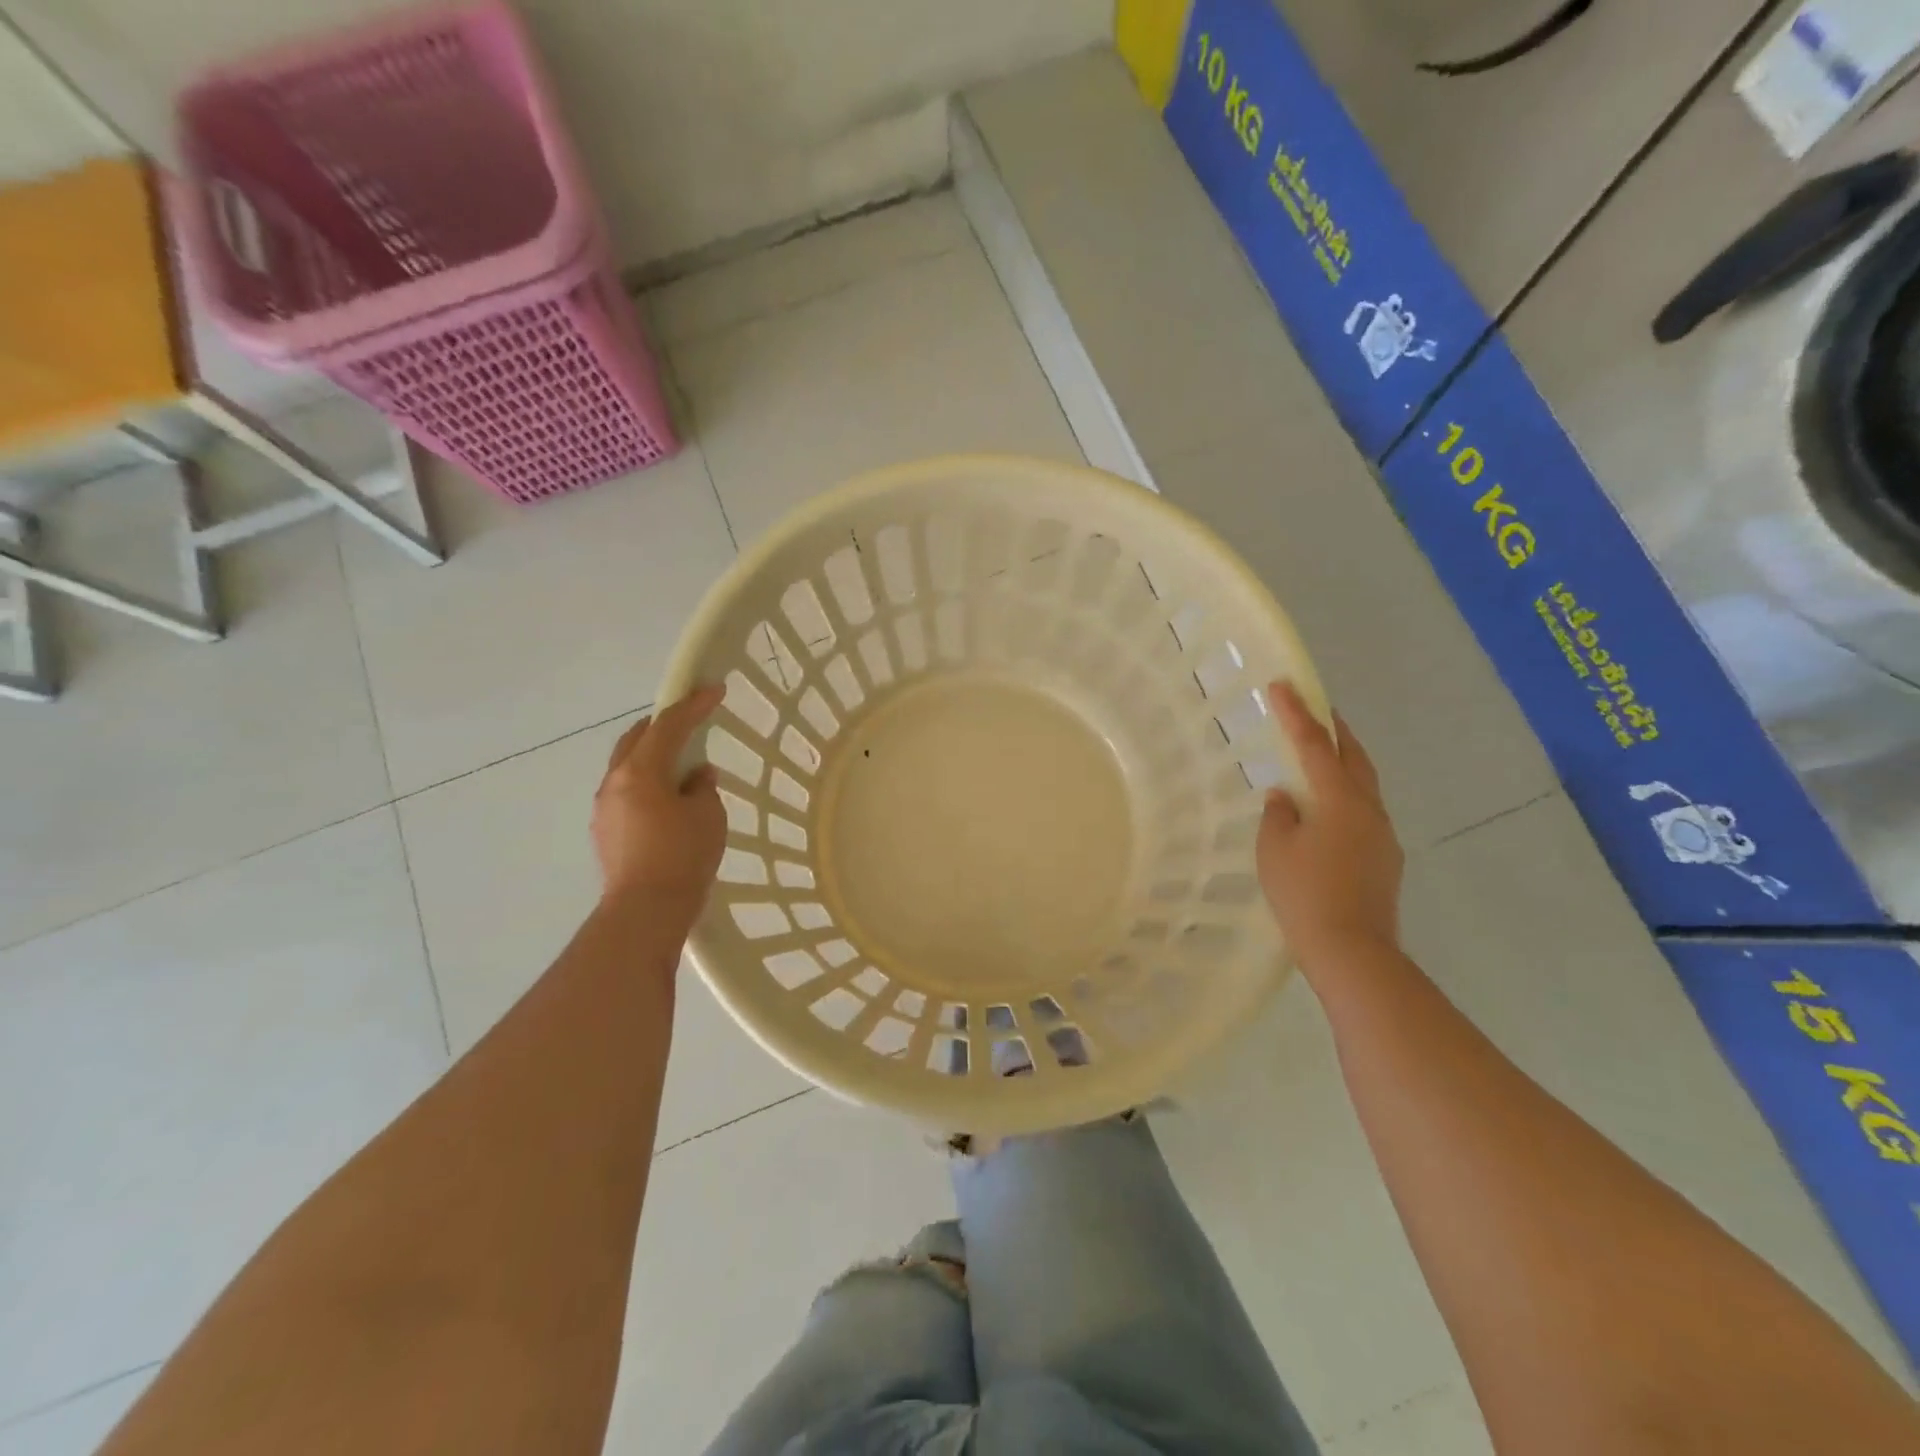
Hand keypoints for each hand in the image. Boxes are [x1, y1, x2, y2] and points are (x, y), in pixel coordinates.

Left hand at [592, 686, 727, 913]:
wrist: (645, 911)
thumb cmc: (682, 856)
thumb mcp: (707, 815)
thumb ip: (702, 788)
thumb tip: (695, 778)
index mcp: (640, 771)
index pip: (669, 726)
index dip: (693, 705)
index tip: (714, 689)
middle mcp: (614, 782)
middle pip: (636, 739)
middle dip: (663, 726)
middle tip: (689, 721)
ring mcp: (604, 809)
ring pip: (628, 768)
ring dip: (653, 758)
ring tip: (681, 767)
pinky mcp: (605, 832)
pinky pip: (627, 794)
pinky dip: (647, 785)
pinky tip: (667, 802)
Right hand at [1257, 682, 1403, 973]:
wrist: (1352, 950)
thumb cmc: (1304, 893)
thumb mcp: (1274, 850)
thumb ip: (1278, 815)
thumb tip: (1286, 798)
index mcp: (1340, 799)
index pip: (1315, 745)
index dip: (1297, 713)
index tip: (1283, 685)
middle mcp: (1369, 809)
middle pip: (1354, 757)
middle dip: (1335, 731)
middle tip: (1316, 711)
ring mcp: (1382, 836)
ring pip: (1363, 786)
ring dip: (1343, 764)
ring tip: (1319, 759)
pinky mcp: (1385, 860)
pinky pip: (1363, 813)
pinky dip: (1345, 798)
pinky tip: (1326, 814)